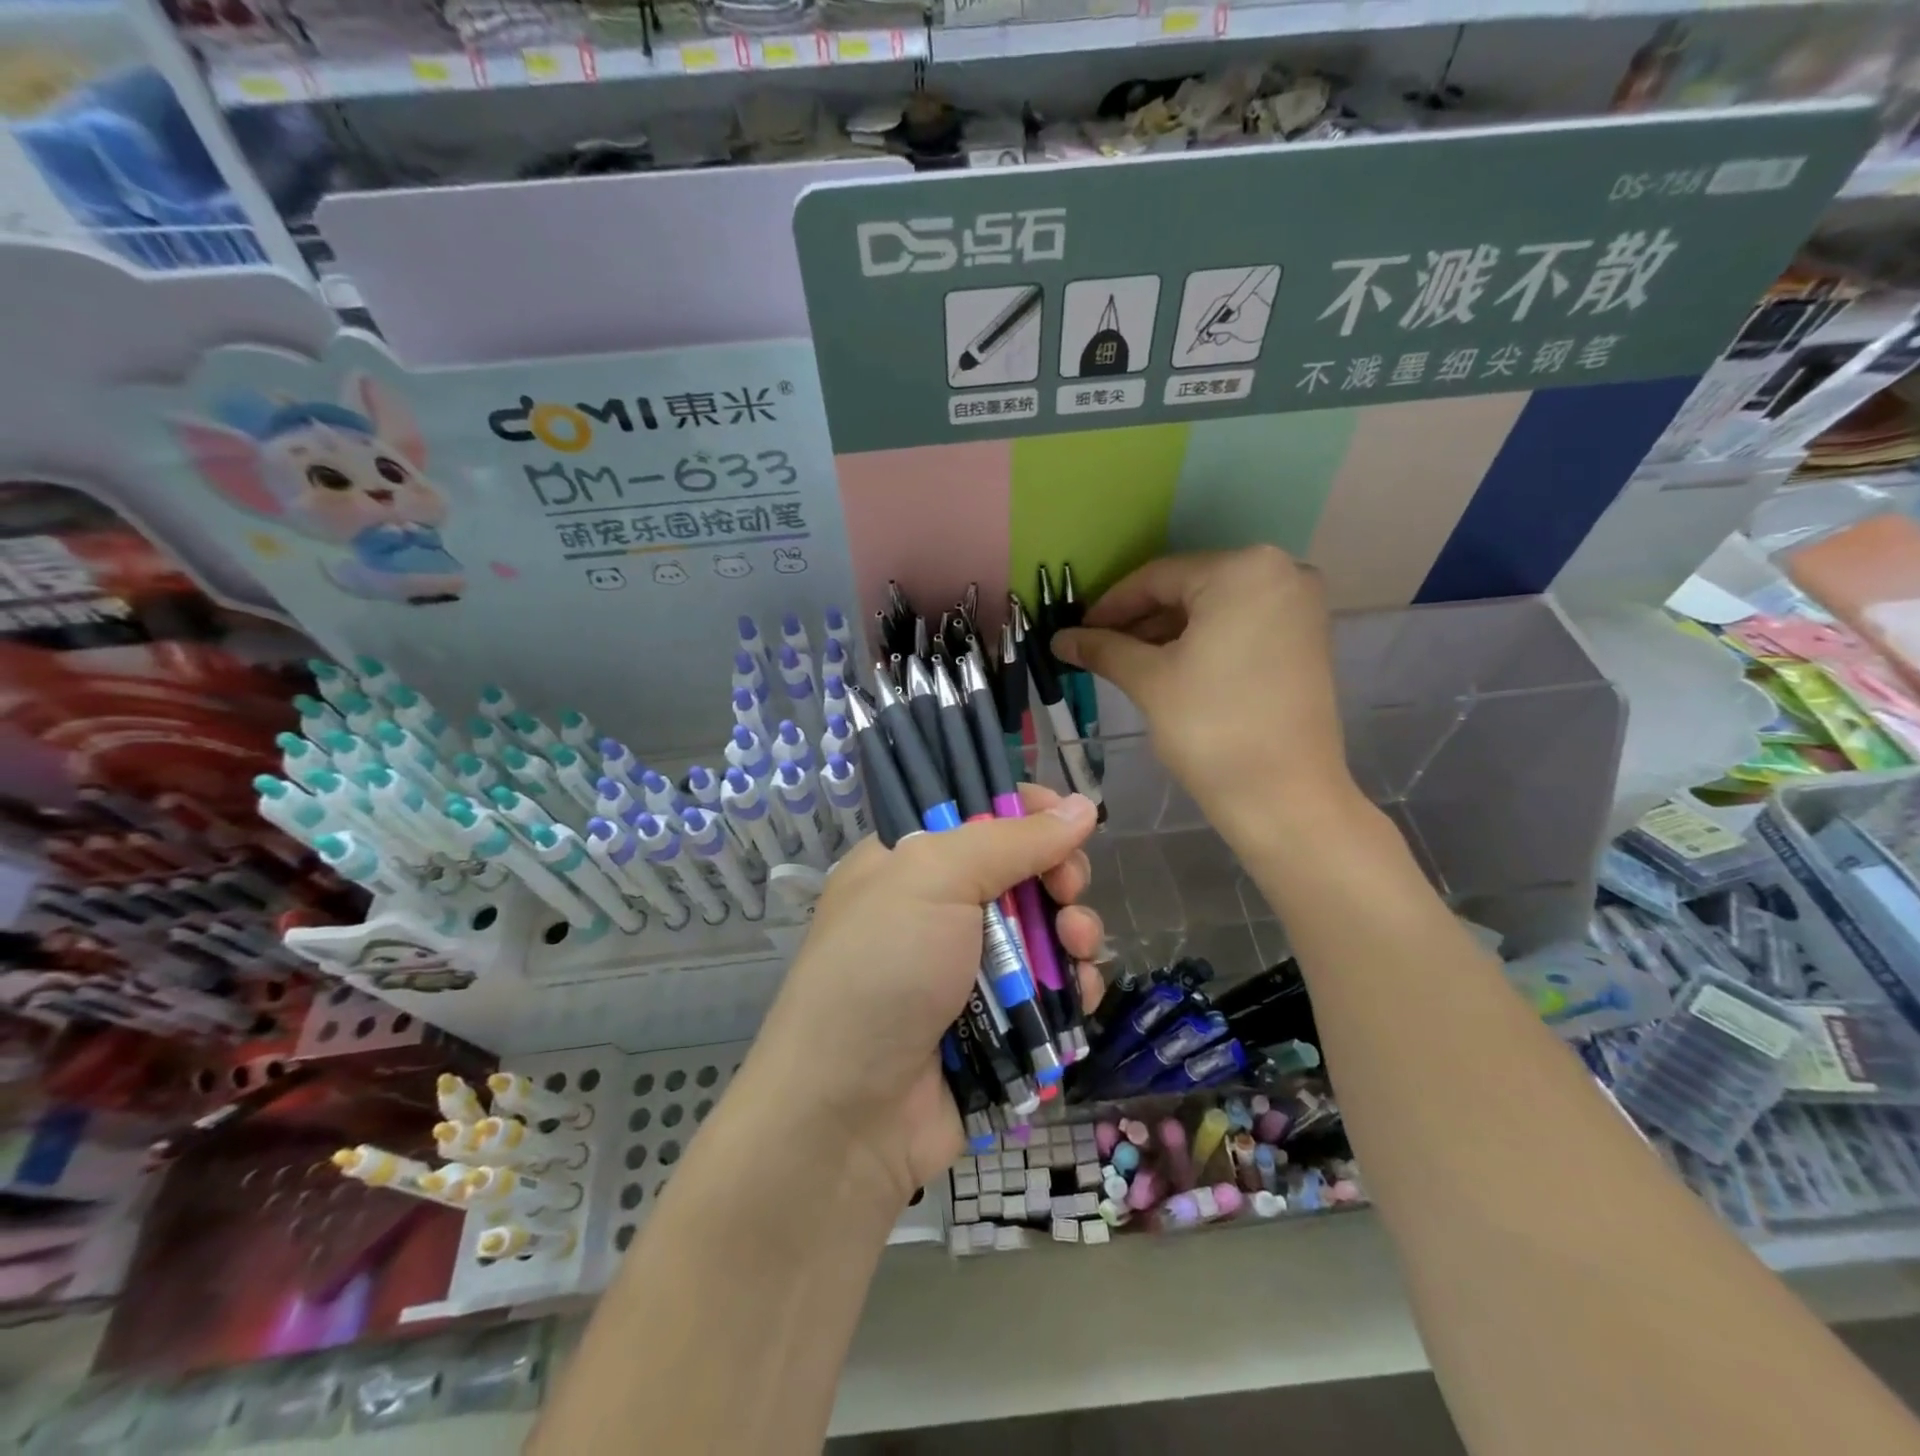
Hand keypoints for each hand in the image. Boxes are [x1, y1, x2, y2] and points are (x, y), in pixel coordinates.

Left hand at [744, 785, 1106, 1206]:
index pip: (977, 813)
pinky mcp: (996, 1022)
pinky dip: (1072, 987)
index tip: (1067, 820)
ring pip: (1045, 931)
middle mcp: (938, 908)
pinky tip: (1079, 994)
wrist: (850, 1113)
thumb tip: (1082, 806)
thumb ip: (1012, 840)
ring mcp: (968, 968)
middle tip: (1068, 891)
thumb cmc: (883, 970)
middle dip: (1059, 876)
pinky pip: (1050, 990)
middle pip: (1022, 871)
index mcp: (908, 861)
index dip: (1028, 811)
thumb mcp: (935, 880)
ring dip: (1074, 933)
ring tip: (1078, 947)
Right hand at [1052, 547, 1355, 820]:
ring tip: (1124, 661)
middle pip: (1188, 588)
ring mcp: (1299, 606)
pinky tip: (1166, 666)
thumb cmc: (1212, 727)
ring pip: (1214, 608)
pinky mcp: (1306, 639)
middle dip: (1139, 620)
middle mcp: (1281, 572)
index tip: (1076, 631)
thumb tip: (1060, 638)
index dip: (1110, 605)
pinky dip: (1201, 641)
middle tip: (1097, 648)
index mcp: (1243, 570)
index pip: (1158, 577)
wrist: (1284, 797)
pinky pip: (1239, 626)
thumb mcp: (1149, 680)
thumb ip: (1103, 648)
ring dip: (1167, 632)